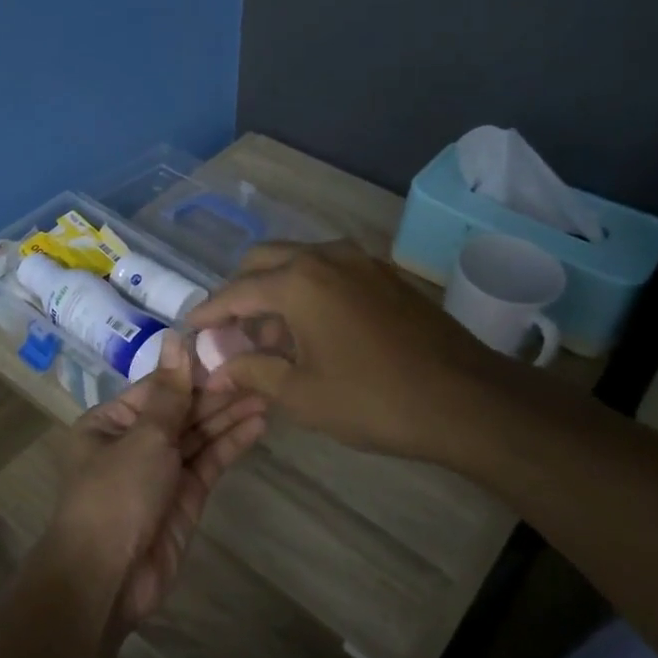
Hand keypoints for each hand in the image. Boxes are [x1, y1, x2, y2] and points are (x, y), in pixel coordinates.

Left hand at [48, 334, 266, 627]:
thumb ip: (170, 392)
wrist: (108, 578)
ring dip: (229, 416)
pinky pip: (208, 463)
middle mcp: (133, 443)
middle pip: (180, 411)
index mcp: (109, 423)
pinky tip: (258, 425)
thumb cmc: (116, 494)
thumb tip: (175, 337)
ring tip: (267, 394)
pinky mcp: (184, 498)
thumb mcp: (143, 436)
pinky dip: (231, 445)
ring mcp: (160, 472)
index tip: (227, 350)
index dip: (191, 371)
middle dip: (216, 394)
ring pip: (198, 436)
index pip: (157, 388)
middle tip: (258, 371)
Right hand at [188, 240, 502, 460]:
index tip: (191, 327)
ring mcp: (361, 262)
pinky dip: (308, 291)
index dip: (210, 312)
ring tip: (271, 338)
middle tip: (232, 331)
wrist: (466, 400)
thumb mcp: (302, 394)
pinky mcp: (385, 275)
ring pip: (299, 262)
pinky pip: (330, 271)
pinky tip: (312, 331)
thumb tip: (219, 367)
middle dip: (241, 292)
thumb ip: (253, 372)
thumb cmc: (374, 400)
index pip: (237, 291)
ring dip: (276, 290)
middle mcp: (326, 257)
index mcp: (299, 281)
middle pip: (265, 261)